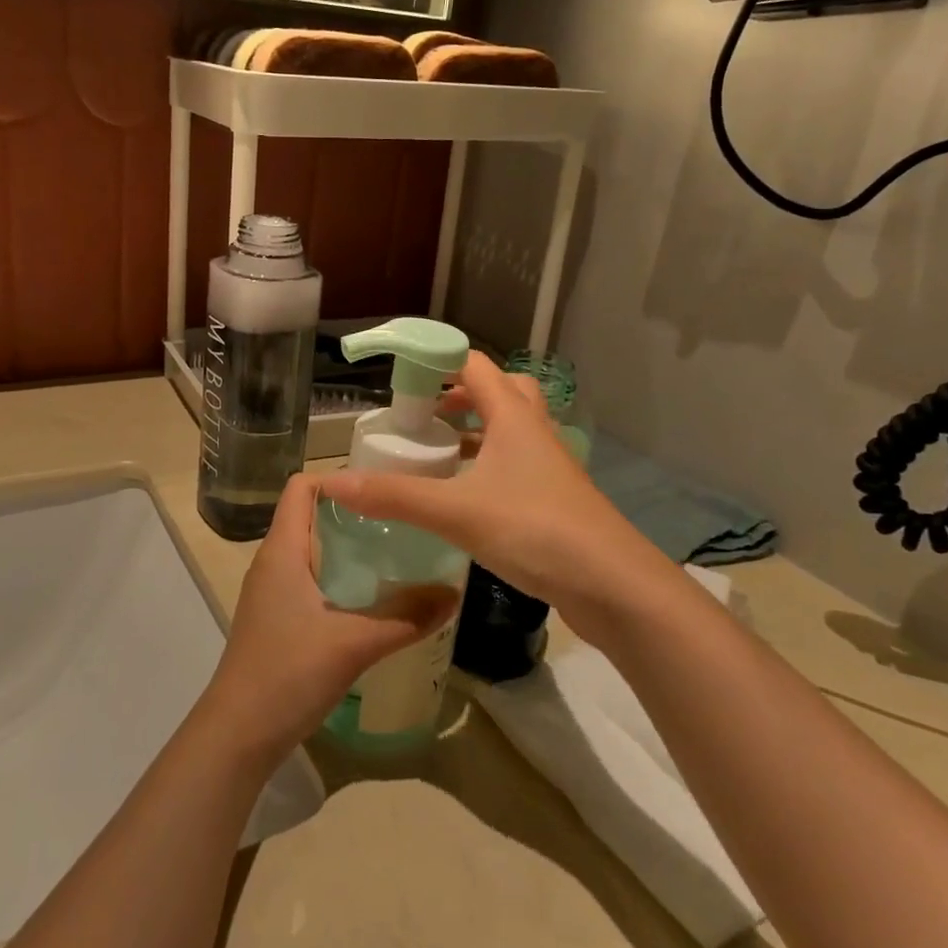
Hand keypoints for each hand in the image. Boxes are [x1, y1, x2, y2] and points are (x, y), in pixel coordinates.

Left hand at [199, 474, 456, 768]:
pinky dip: (341, 578)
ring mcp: (272, 592)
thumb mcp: (354, 643)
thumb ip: (405, 617)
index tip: (383, 490)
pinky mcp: (277, 619)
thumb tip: (453, 594)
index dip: (338, 479)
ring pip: (313, 550)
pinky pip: (311, 580)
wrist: (238, 734)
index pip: (302, 487)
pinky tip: (373, 599)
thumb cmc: (288, 673)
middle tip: (403, 521)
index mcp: (282, 550)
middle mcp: (273, 562)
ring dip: (350, 548)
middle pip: (311, 516)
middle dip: (355, 514)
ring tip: (397, 555)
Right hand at [320, 351, 655, 648]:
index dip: (438, 361)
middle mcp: (534, 432)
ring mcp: (549, 467)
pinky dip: (488, 468)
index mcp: (514, 418)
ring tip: (437, 452)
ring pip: (510, 431)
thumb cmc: (536, 530)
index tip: (400, 376)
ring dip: (476, 432)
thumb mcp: (456, 511)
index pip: (475, 365)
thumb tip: (334, 483)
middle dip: (461, 395)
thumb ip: (395, 496)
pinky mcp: (554, 500)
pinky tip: (465, 497)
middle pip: (501, 391)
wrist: (614, 586)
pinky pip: (516, 466)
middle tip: (425, 414)